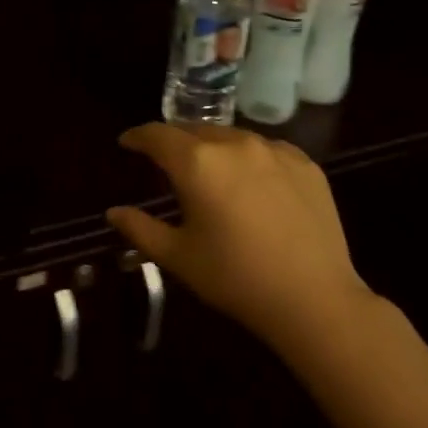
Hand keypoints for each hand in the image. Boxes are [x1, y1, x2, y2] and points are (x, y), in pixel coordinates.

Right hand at [107, 124, 375, 356]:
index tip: (127, 141)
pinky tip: (252, 184)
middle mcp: (235, 143)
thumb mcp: (179, 257)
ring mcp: (275, 149)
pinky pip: (267, 150)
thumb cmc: (235, 278)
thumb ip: (140, 229)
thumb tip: (114, 212)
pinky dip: (250, 159)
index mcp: (198, 163)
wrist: (313, 297)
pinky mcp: (305, 162)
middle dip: (176, 141)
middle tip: (165, 159)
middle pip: (195, 129)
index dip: (138, 136)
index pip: (158, 135)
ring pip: (233, 137)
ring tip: (210, 170)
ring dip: (214, 147)